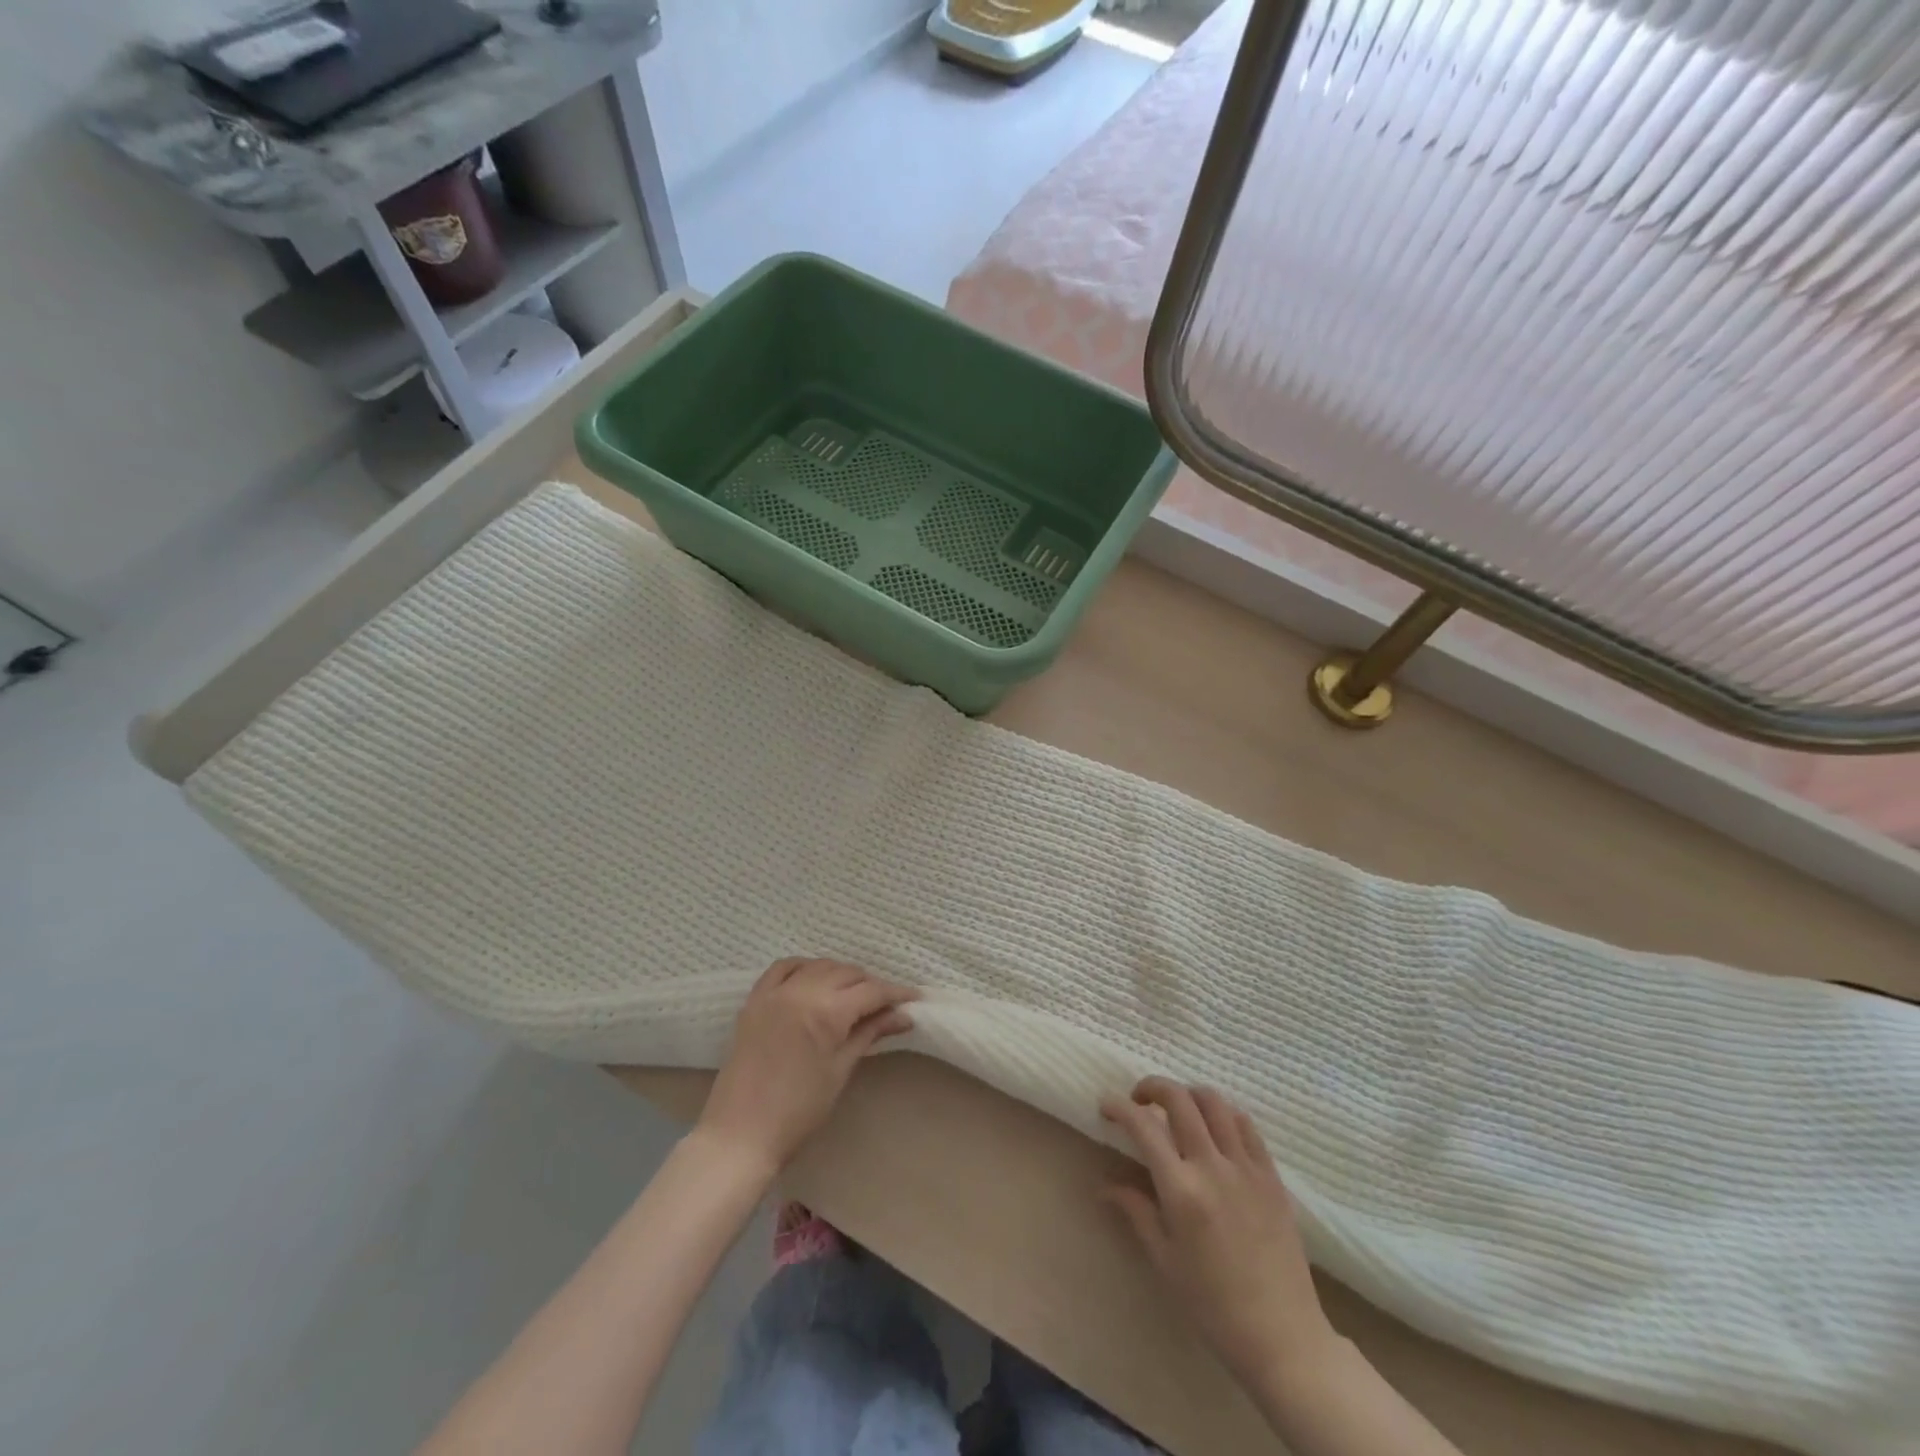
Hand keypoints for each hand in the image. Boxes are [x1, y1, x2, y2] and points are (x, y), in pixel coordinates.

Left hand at [697, 958, 918, 1174]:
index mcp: (826, 1011)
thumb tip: (902, 1017)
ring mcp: (774, 992)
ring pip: (818, 966)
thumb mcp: (840, 1070)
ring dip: (840, 974)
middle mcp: (801, 990)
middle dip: (870, 985)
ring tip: (853, 994)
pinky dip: (803, 967)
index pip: (871, 991)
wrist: (740, 1134)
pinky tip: (813, 978)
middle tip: (885, 1005)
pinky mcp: (754, 999)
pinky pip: (782, 968)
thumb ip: (869, 1034)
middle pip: (847, 973)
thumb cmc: (798, 1111)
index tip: (914, 999)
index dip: (896, 994)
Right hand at [1101, 1078, 1333, 1383]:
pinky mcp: (1272, 1175)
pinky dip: (1224, 1113)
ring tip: (1177, 1110)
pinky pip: (1246, 1125)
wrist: (1282, 1337)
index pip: (1143, 1126)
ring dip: (1188, 1094)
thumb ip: (1136, 1211)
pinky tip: (1214, 1128)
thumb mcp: (1165, 1260)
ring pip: (1214, 1102)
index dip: (1119, 1107)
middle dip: (1152, 1087)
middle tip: (1139, 1100)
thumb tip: (1104, 1185)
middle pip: (1179, 1099)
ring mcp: (1246, 1168)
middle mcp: (1212, 1167)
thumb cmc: (1213, 1306)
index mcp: (1181, 1190)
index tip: (1106, 1106)